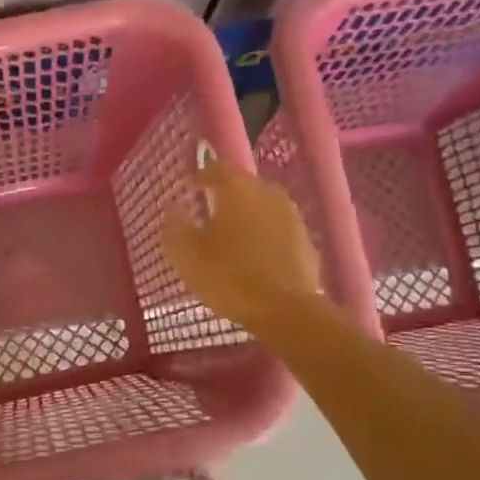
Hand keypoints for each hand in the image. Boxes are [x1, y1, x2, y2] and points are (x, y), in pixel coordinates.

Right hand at [164, 159, 320, 333]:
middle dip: (225, 197)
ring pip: (263, 208)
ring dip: (247, 217)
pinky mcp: (306, 242)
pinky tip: (255, 258)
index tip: (190, 189)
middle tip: (208, 215)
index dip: (201, 176)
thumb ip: (176, 226)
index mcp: (238, 189)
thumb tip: (173, 207)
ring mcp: (292, 217)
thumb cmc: (229, 277)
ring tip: (231, 238)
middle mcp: (268, 193)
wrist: (286, 311)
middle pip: (243, 186)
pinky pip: (278, 231)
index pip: (217, 168)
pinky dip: (264, 237)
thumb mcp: (187, 255)